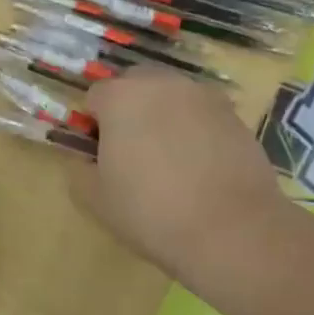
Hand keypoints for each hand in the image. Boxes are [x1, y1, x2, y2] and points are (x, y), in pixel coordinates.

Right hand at [75, 67, 290, 310]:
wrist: (232, 230)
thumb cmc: (151, 212)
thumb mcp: (95, 200)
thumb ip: (79, 170)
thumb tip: (86, 160)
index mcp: (120, 97)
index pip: (95, 96)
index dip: (93, 125)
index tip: (101, 155)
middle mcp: (161, 83)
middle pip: (135, 85)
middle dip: (129, 110)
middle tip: (133, 152)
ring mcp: (202, 95)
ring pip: (171, 96)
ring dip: (164, 116)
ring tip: (171, 159)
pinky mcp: (234, 114)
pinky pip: (202, 113)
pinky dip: (196, 129)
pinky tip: (201, 166)